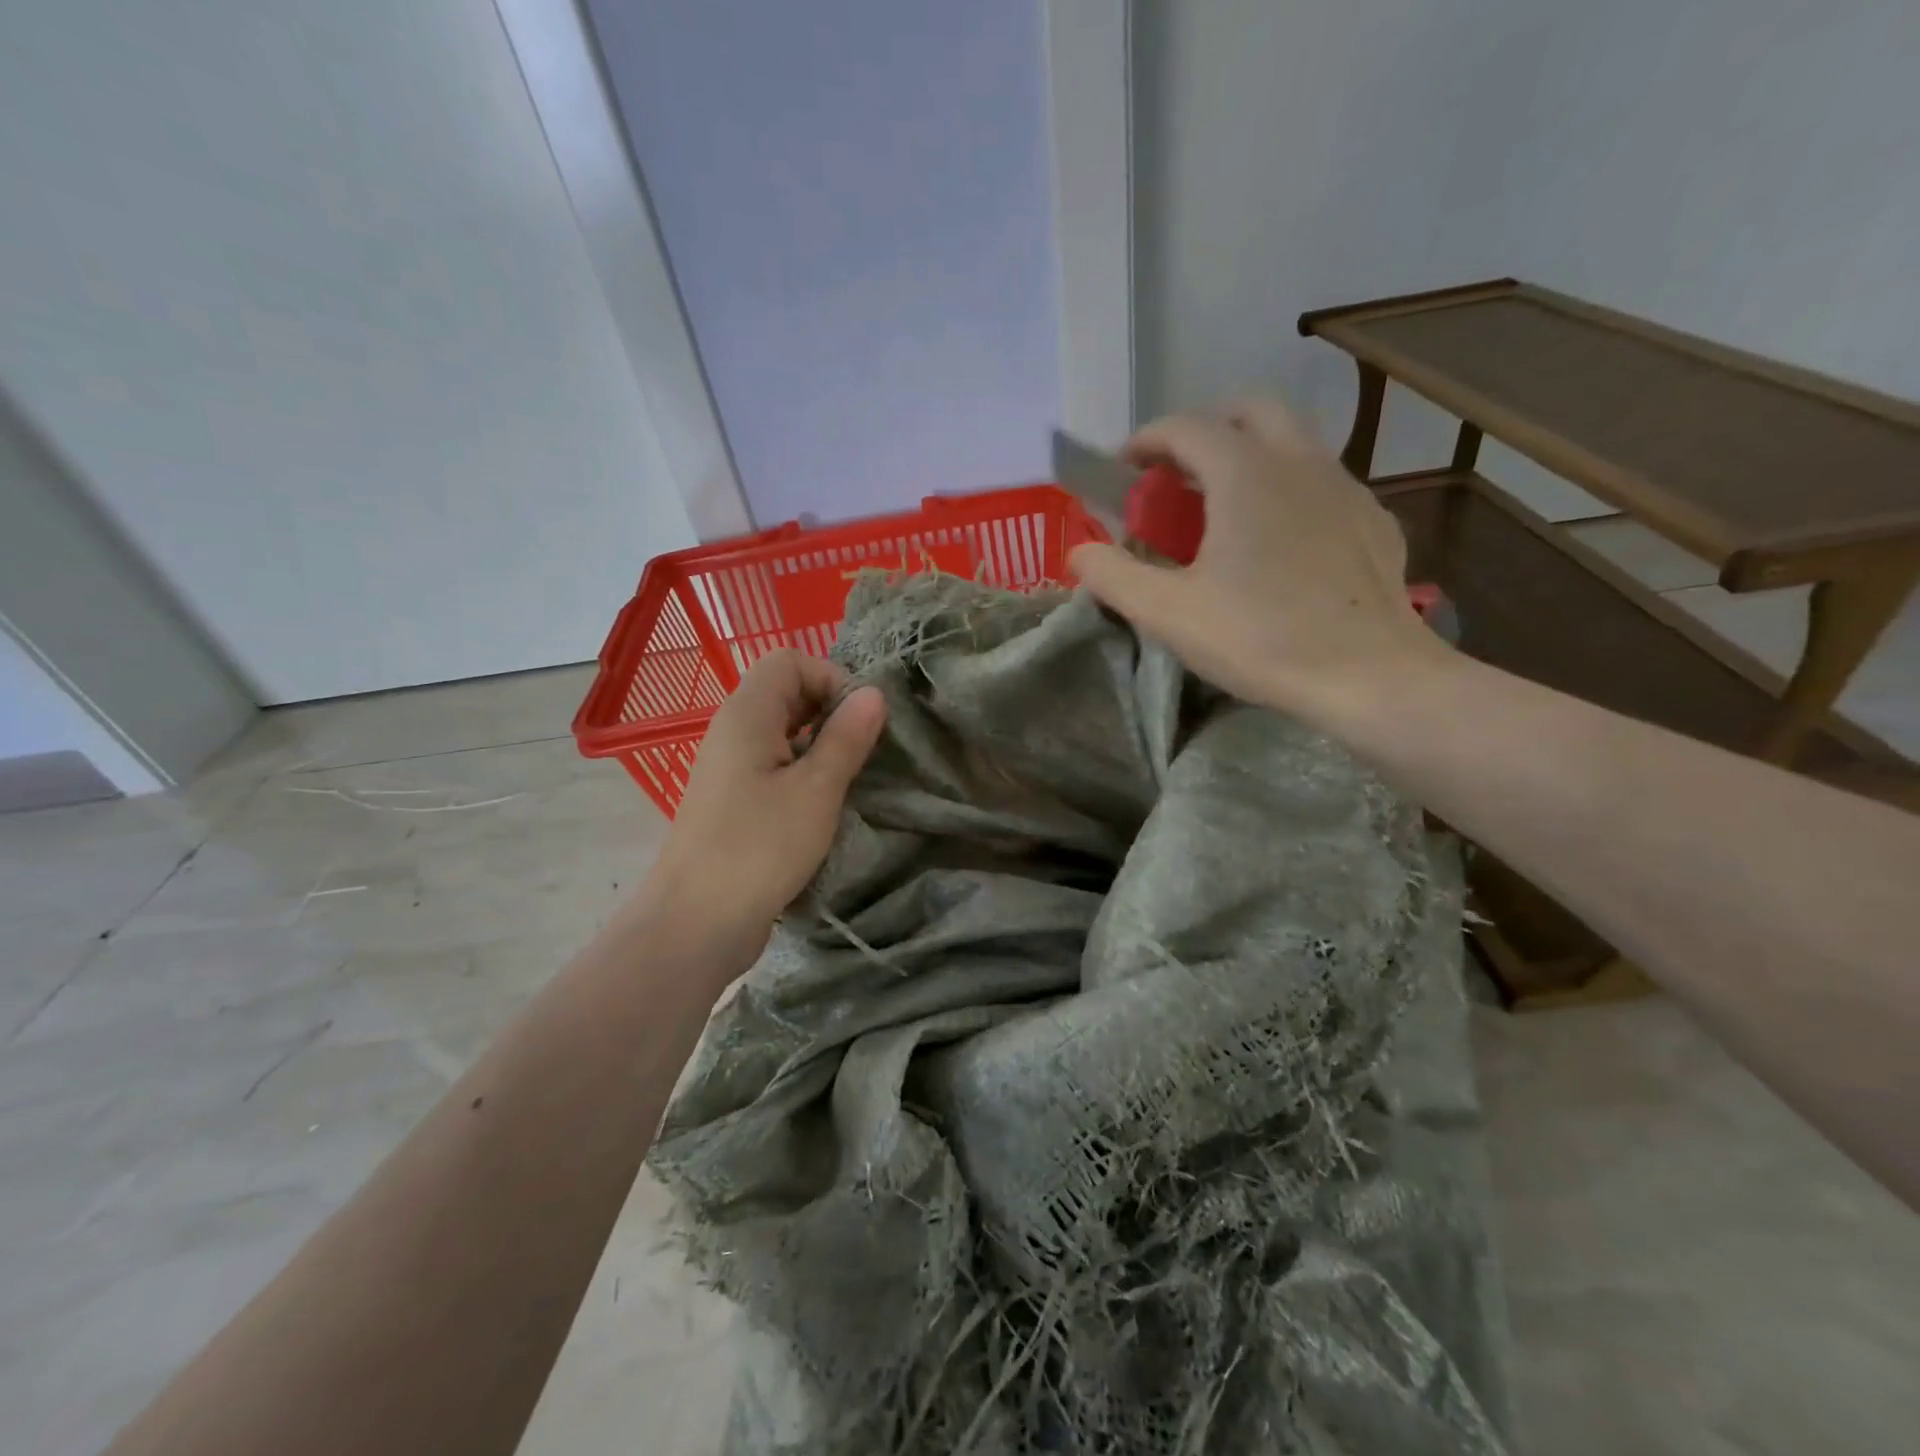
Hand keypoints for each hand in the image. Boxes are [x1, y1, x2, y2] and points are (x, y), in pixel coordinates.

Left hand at [644, 650, 886, 968]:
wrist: (696, 922)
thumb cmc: (760, 848)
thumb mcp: (817, 790)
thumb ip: (846, 737)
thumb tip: (873, 694)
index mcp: (747, 714)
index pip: (790, 660)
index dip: (831, 677)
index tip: (859, 720)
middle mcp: (733, 730)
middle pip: (785, 691)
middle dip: (830, 709)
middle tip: (861, 749)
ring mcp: (730, 766)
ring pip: (782, 730)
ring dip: (820, 743)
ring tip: (849, 776)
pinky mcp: (733, 799)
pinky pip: (773, 763)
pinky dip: (803, 770)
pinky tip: (824, 803)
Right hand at [1067, 399, 1452, 721]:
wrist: (1368, 675)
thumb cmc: (1260, 638)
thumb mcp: (1168, 614)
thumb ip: (1114, 576)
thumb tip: (1078, 553)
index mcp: (1245, 473)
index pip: (1185, 427)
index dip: (1146, 441)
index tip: (1123, 469)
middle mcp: (1299, 461)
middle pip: (1249, 411)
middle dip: (1205, 430)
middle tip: (1177, 475)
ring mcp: (1345, 487)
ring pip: (1292, 442)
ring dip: (1249, 456)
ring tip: (1223, 510)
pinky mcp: (1373, 520)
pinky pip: (1322, 483)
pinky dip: (1289, 490)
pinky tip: (1280, 542)